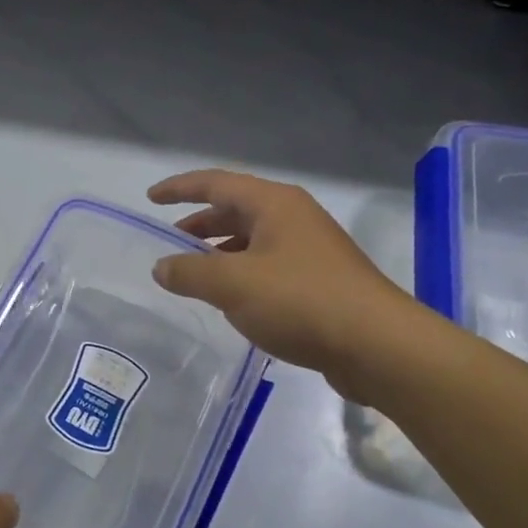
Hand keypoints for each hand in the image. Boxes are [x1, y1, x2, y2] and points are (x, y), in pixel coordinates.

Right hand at [148, 169, 429, 398]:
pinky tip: (231, 301)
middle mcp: (293, 218)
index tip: (151, 198)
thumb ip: (189, 272)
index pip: (216, 183)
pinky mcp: (319, 281)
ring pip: (253, 240)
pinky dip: (241, 274)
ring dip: (220, 252)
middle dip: (200, 224)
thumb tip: (162, 266)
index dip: (180, 188)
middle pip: (236, 210)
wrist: (376, 345)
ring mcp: (310, 249)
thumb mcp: (233, 285)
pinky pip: (268, 266)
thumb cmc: (301, 301)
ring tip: (194, 276)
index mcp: (274, 204)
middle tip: (170, 244)